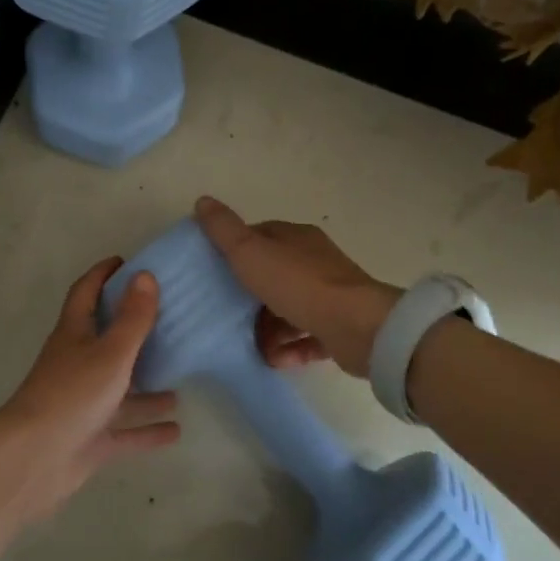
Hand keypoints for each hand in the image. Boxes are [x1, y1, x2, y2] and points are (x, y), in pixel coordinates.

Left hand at [0, 257, 179, 522]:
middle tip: (168, 320)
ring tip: (180, 381)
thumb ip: (132, 318)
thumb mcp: (110, 352)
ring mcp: (83, 404)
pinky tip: (176, 429)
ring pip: (119, 389)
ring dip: (147, 386)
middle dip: (133, 330)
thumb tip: (145, 275)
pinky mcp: (90, 439)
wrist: (34, 460)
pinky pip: (125, 430)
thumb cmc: (73, 395)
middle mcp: (77, 364)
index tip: (126, 262)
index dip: (102, 275)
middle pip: (105, 340)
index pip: (86, 293)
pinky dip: (147, 429)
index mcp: (74, 335)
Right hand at [194, 195, 400, 376]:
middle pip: (273, 277)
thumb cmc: (298, 284)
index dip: (236, 253)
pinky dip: (291, 349)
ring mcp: (330, 294)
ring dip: (269, 331)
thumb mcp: (250, 252)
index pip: (260, 238)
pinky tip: (278, 360)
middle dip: (250, 300)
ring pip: (289, 310)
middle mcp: (315, 261)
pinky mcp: (340, 326)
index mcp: (296, 238)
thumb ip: (224, 230)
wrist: (357, 326)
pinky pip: (308, 336)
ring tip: (256, 348)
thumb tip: (202, 200)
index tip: (215, 275)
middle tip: (229, 318)